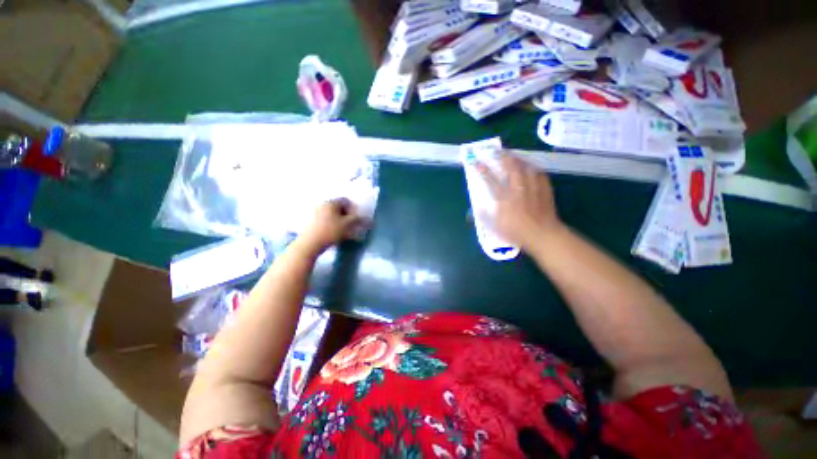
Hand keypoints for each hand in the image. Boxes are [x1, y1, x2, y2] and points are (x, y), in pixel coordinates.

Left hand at [299, 199, 365, 253]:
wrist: (310, 243)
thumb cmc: (331, 231)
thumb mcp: (348, 225)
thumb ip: (358, 220)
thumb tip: (368, 219)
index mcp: (331, 202)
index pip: (346, 201)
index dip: (354, 209)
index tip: (356, 220)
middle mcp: (323, 204)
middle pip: (339, 208)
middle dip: (347, 216)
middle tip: (351, 226)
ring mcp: (315, 213)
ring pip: (332, 214)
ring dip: (340, 221)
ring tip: (343, 232)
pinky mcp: (311, 222)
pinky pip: (326, 220)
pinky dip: (332, 225)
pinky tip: (334, 234)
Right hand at [476, 154, 563, 251]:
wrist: (543, 235)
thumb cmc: (516, 232)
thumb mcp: (494, 228)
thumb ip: (483, 216)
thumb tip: (474, 209)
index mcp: (503, 198)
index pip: (490, 179)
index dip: (481, 169)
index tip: (475, 163)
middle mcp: (517, 188)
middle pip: (510, 167)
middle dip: (502, 156)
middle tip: (496, 151)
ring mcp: (532, 187)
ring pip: (526, 167)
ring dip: (518, 159)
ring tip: (513, 155)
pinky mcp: (544, 189)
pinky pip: (539, 174)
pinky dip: (533, 168)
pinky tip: (531, 167)